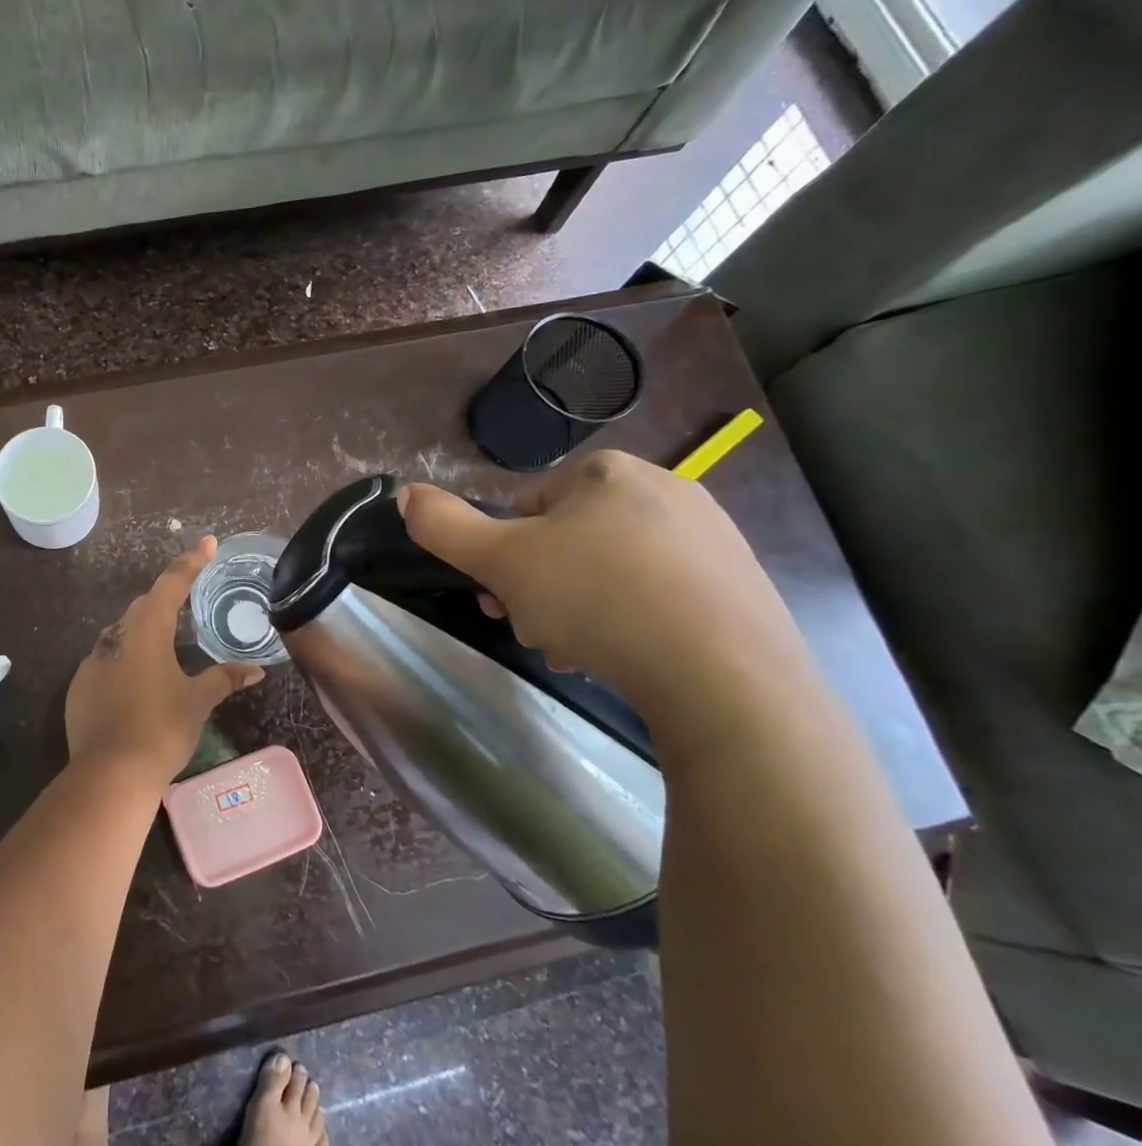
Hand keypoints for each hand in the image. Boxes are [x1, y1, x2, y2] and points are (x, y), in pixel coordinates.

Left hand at [65, 537, 265, 781]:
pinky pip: (104, 663)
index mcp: (147, 633)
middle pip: (142, 608)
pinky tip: (135, 686)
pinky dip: (122, 664)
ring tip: (163, 649)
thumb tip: (256, 671)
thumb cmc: (161, 729)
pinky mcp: (78, 688)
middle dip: (164, 600)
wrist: (110, 774)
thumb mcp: (198, 702)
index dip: (191, 563)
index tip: (207, 543)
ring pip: (120, 635)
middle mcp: (116, 639)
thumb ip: (224, 679)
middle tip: (186, 602)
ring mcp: (92, 663)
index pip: (171, 585)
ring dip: (141, 634)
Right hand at [398, 451, 811, 716]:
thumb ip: (444, 526)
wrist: (723, 674)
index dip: (505, 557)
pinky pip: (661, 596)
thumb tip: (406, 493)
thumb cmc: (596, 599)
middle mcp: (664, 488)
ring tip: (579, 654)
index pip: (527, 509)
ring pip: (612, 571)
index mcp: (606, 472)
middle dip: (543, 588)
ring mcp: (711, 536)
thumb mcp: (500, 561)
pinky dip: (633, 623)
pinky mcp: (740, 585)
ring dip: (581, 611)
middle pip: (569, 541)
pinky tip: (626, 659)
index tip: (505, 600)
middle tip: (537, 631)